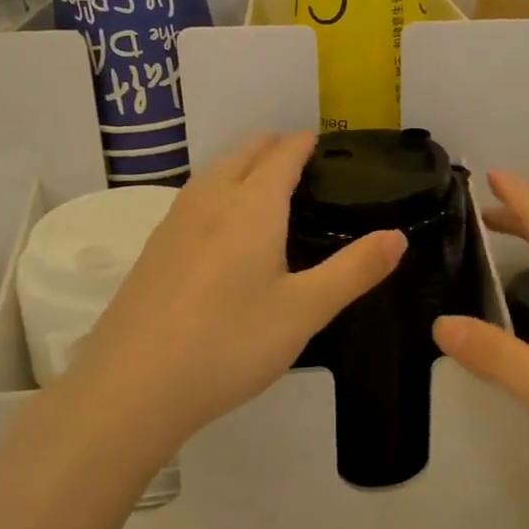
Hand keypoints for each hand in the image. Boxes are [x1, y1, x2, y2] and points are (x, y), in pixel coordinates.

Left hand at [55, 133, 405, 460]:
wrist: (131, 388)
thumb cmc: (229, 344)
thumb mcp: (305, 311)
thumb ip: (354, 271)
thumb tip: (397, 237)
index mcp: (251, 207)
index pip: (282, 155)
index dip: (303, 142)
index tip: (320, 140)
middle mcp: (210, 202)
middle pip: (243, 153)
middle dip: (272, 146)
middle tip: (299, 158)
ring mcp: (174, 223)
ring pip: (213, 173)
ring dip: (241, 164)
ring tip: (263, 182)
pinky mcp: (152, 250)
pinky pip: (193, 198)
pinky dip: (217, 191)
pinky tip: (219, 227)